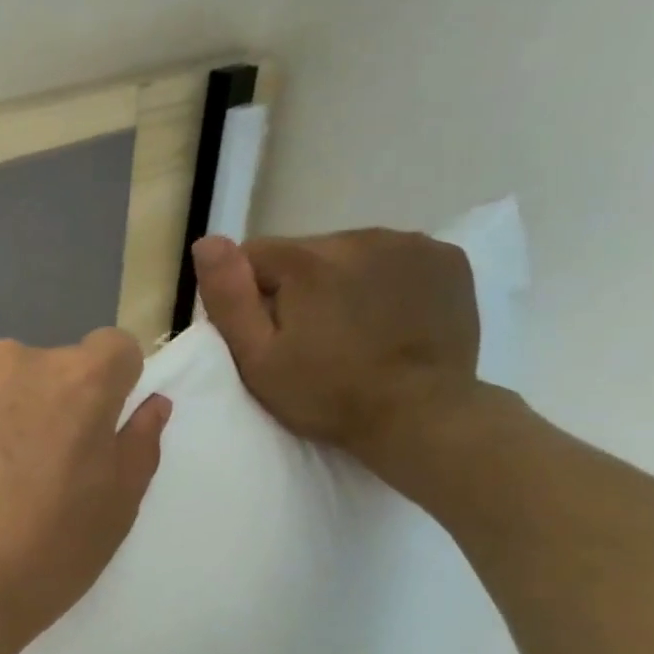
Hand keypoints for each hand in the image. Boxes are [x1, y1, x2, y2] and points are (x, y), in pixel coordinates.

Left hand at [0, 329, 170, 653]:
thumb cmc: (36, 560)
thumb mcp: (113, 514)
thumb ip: (137, 445)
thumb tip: (151, 404)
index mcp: (75, 382)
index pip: (113, 351)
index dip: (108, 388)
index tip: (89, 431)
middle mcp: (9, 360)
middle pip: (38, 370)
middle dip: (38, 405)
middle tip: (21, 472)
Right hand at [191, 229, 481, 476]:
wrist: (420, 416)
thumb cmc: (327, 395)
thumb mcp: (258, 360)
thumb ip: (229, 298)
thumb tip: (206, 242)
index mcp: (307, 262)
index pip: (253, 254)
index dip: (248, 294)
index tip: (264, 333)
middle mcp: (358, 237)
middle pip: (304, 253)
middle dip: (297, 286)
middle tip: (308, 338)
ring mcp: (409, 244)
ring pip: (349, 253)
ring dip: (341, 282)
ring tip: (350, 330)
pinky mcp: (446, 259)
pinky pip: (395, 259)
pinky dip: (384, 281)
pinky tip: (388, 318)